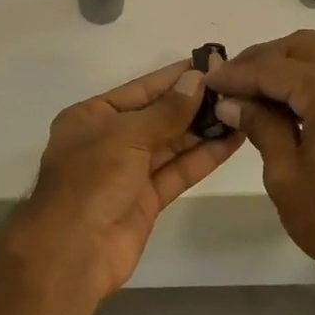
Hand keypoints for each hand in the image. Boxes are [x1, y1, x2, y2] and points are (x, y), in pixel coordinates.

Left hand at [21, 60, 245, 300]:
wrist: (73, 250)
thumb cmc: (91, 180)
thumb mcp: (126, 135)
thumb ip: (166, 110)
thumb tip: (196, 80)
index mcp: (91, 117)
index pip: (140, 90)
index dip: (175, 78)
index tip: (210, 64)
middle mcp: (108, 141)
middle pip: (157, 116)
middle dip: (193, 104)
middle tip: (235, 87)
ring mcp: (127, 172)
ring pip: (171, 145)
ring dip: (203, 130)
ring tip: (241, 111)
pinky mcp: (146, 200)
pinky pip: (177, 172)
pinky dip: (203, 158)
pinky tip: (232, 141)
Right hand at [204, 30, 314, 286]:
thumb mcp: (285, 173)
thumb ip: (260, 125)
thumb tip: (232, 103)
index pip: (272, 69)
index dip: (236, 75)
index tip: (208, 82)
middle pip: (303, 47)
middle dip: (264, 60)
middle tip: (232, 82)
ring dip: (292, 68)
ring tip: (258, 93)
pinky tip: (295, 103)